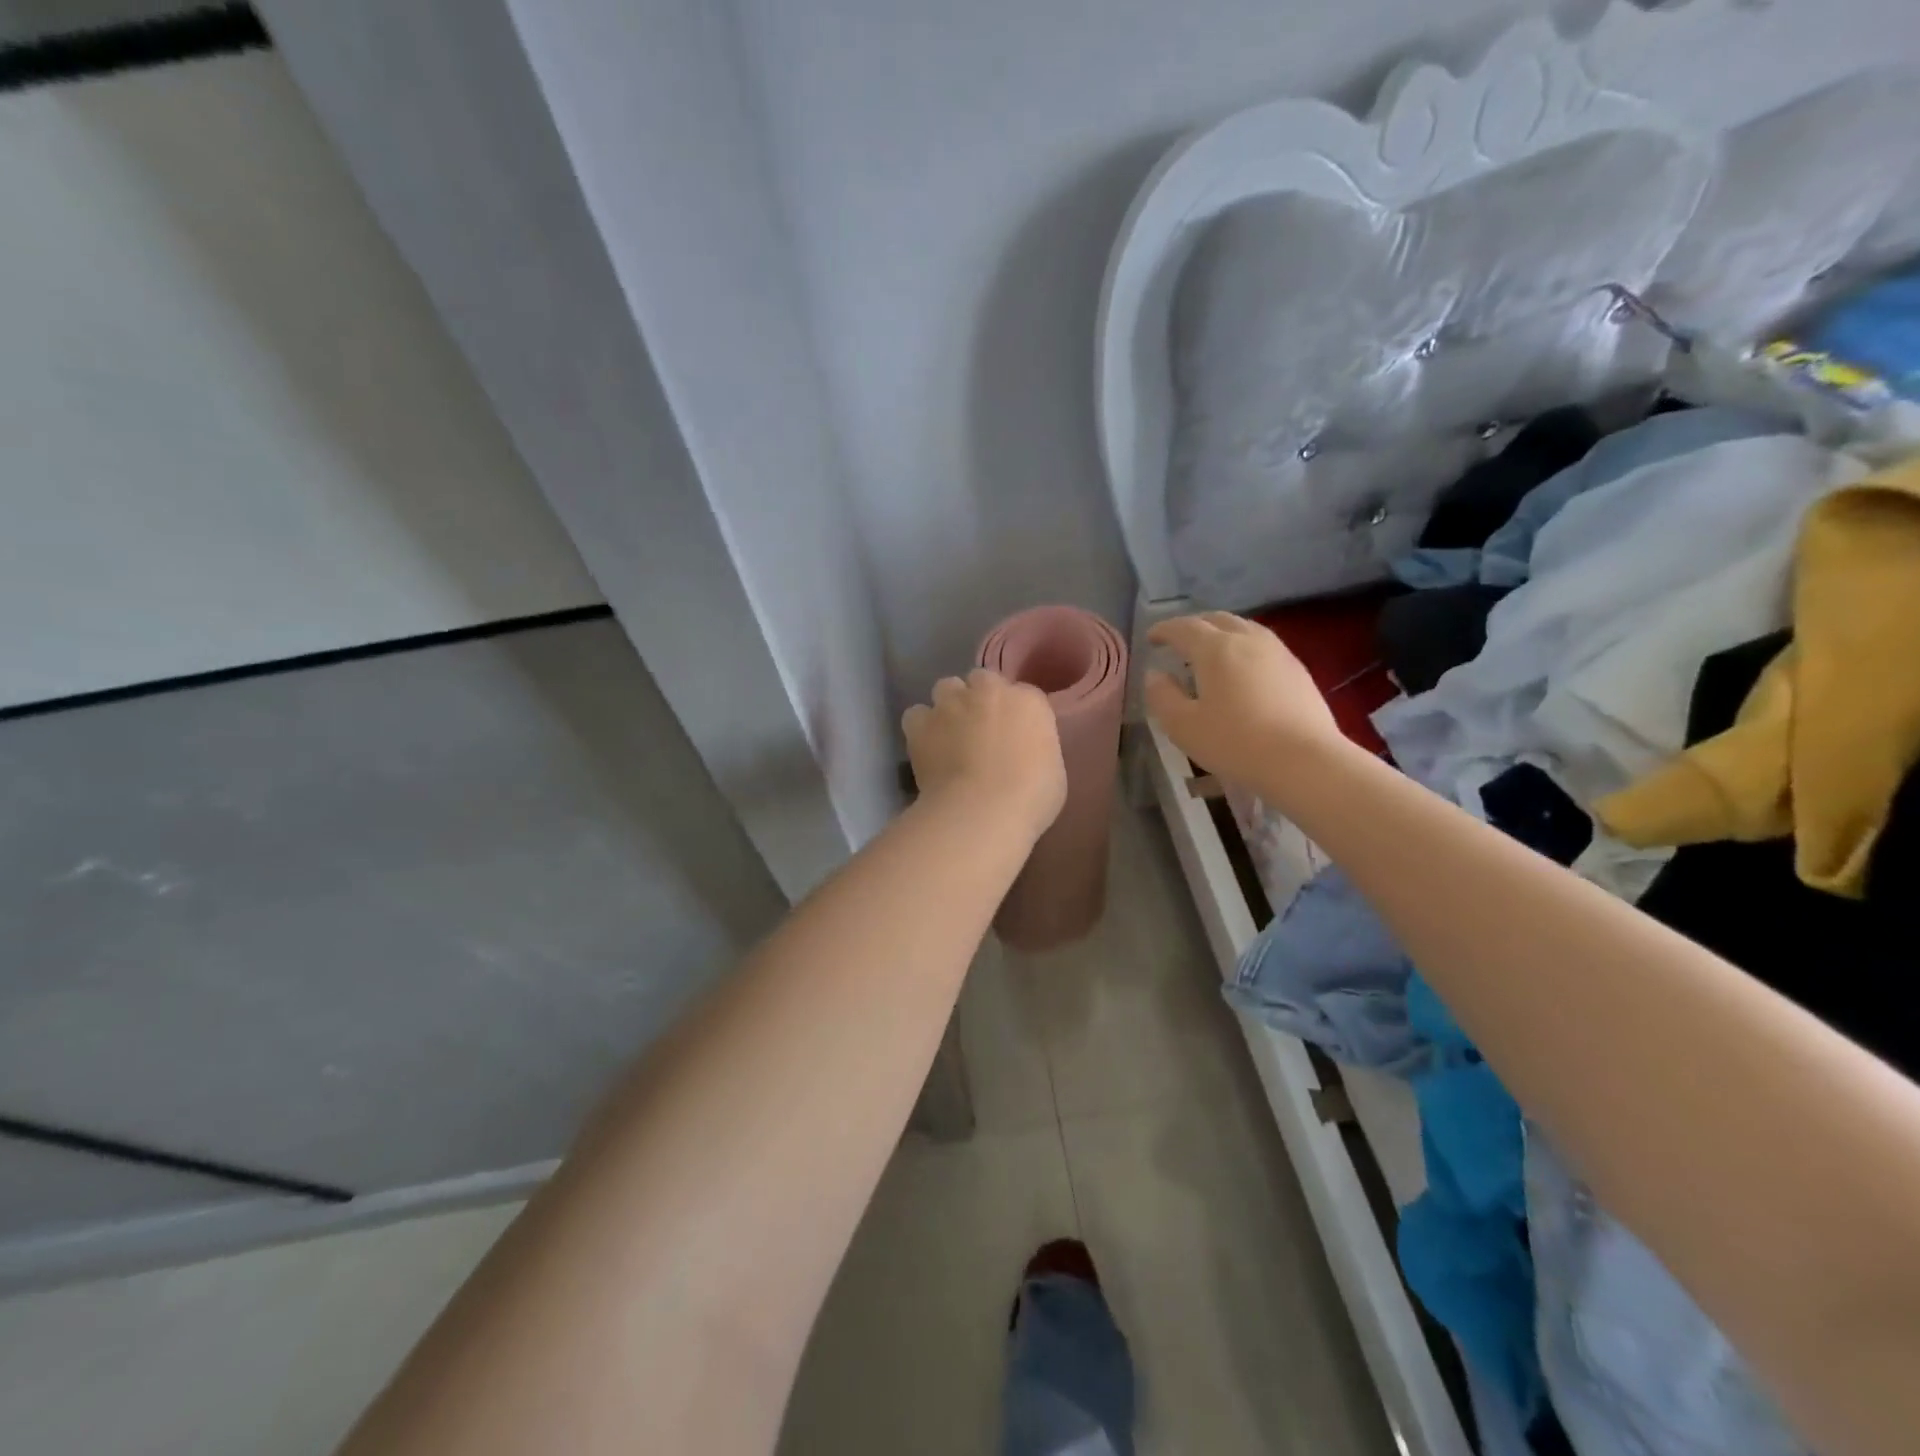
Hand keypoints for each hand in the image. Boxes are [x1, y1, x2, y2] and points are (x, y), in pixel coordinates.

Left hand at [903, 669, 1066, 840]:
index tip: (1013, 734)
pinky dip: (921, 727)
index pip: (1023, 694)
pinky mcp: (920, 723)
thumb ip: (1036, 748)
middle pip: (982, 680)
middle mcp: (989, 691)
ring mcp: (951, 703)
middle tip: (981, 730)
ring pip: (946, 688)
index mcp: (1029, 701)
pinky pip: (916, 715)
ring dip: (949, 706)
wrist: (982, 811)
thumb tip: (1023, 753)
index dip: (1015, 713)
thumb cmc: (1030, 798)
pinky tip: (926, 747)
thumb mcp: (1052, 770)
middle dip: (981, 699)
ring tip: (950, 734)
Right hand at [1143, 613, 1341, 783]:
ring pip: (1244, 628)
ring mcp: (1277, 652)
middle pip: (1216, 619)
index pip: (1183, 627)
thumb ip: (1162, 696)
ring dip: (1221, 633)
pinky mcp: (1298, 669)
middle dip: (1194, 626)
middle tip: (1179, 642)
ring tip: (1211, 653)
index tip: (1152, 638)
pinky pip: (1263, 645)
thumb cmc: (1235, 743)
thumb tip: (1155, 675)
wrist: (1304, 761)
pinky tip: (1243, 670)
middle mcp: (1247, 639)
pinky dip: (1244, 648)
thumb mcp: (1183, 726)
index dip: (1164, 630)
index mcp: (1214, 648)